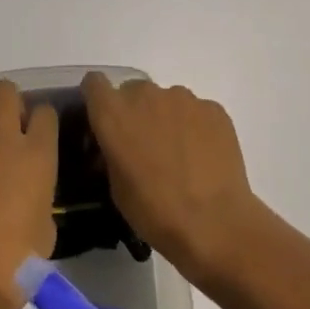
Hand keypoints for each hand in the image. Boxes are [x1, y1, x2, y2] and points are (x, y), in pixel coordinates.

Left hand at [0, 80, 57, 308]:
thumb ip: (40, 194)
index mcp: (36, 155)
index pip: (44, 111)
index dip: (42, 119)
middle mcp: (1, 142)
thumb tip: (30, 190)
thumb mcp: (46, 227)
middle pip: (3, 91)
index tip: (40, 132)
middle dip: (8, 102)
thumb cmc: (18, 263)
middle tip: (9, 125)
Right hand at [81, 74, 262, 284]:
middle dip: (135, 112)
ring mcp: (182, 98)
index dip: (98, 99)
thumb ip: (111, 153)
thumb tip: (116, 147)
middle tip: (145, 145)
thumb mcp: (116, 188)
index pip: (94, 83)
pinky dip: (195, 127)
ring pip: (166, 100)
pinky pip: (196, 111)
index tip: (105, 119)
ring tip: (180, 154)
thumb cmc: (155, 212)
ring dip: (166, 118)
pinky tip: (203, 157)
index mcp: (113, 113)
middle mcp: (145, 95)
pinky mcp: (212, 108)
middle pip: (133, 91)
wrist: (215, 225)